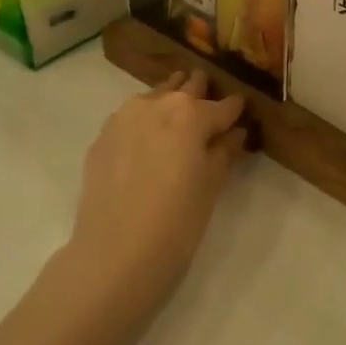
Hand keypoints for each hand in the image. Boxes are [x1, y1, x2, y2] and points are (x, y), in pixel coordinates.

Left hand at [66, 70, 249, 311]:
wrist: (114, 255)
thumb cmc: (177, 223)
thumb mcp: (212, 187)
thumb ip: (225, 152)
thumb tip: (235, 132)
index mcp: (190, 113)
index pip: (223, 106)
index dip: (236, 110)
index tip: (243, 112)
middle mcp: (156, 104)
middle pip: (185, 89)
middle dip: (201, 94)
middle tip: (211, 103)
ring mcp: (123, 118)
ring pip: (155, 98)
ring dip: (170, 102)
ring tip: (180, 116)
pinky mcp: (102, 138)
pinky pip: (131, 119)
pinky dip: (145, 122)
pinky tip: (148, 141)